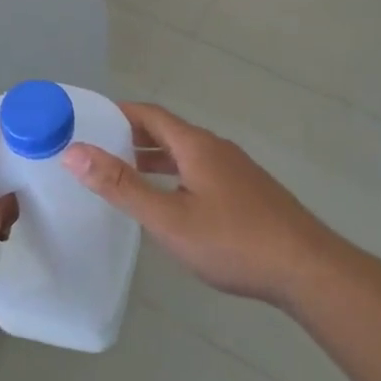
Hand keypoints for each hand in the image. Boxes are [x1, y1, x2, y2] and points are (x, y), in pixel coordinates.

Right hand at [64, 103, 334, 305]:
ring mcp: (236, 170)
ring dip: (154, 158)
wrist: (305, 267)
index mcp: (196, 145)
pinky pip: (200, 171)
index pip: (150, 114)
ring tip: (123, 175)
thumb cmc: (232, 241)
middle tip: (96, 150)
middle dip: (132, 136)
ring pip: (186, 154)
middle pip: (168, 131)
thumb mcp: (169, 218)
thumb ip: (122, 186)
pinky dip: (175, 175)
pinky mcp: (247, 192)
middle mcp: (217, 148)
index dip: (118, 112)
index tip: (87, 119)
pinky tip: (169, 202)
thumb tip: (75, 151)